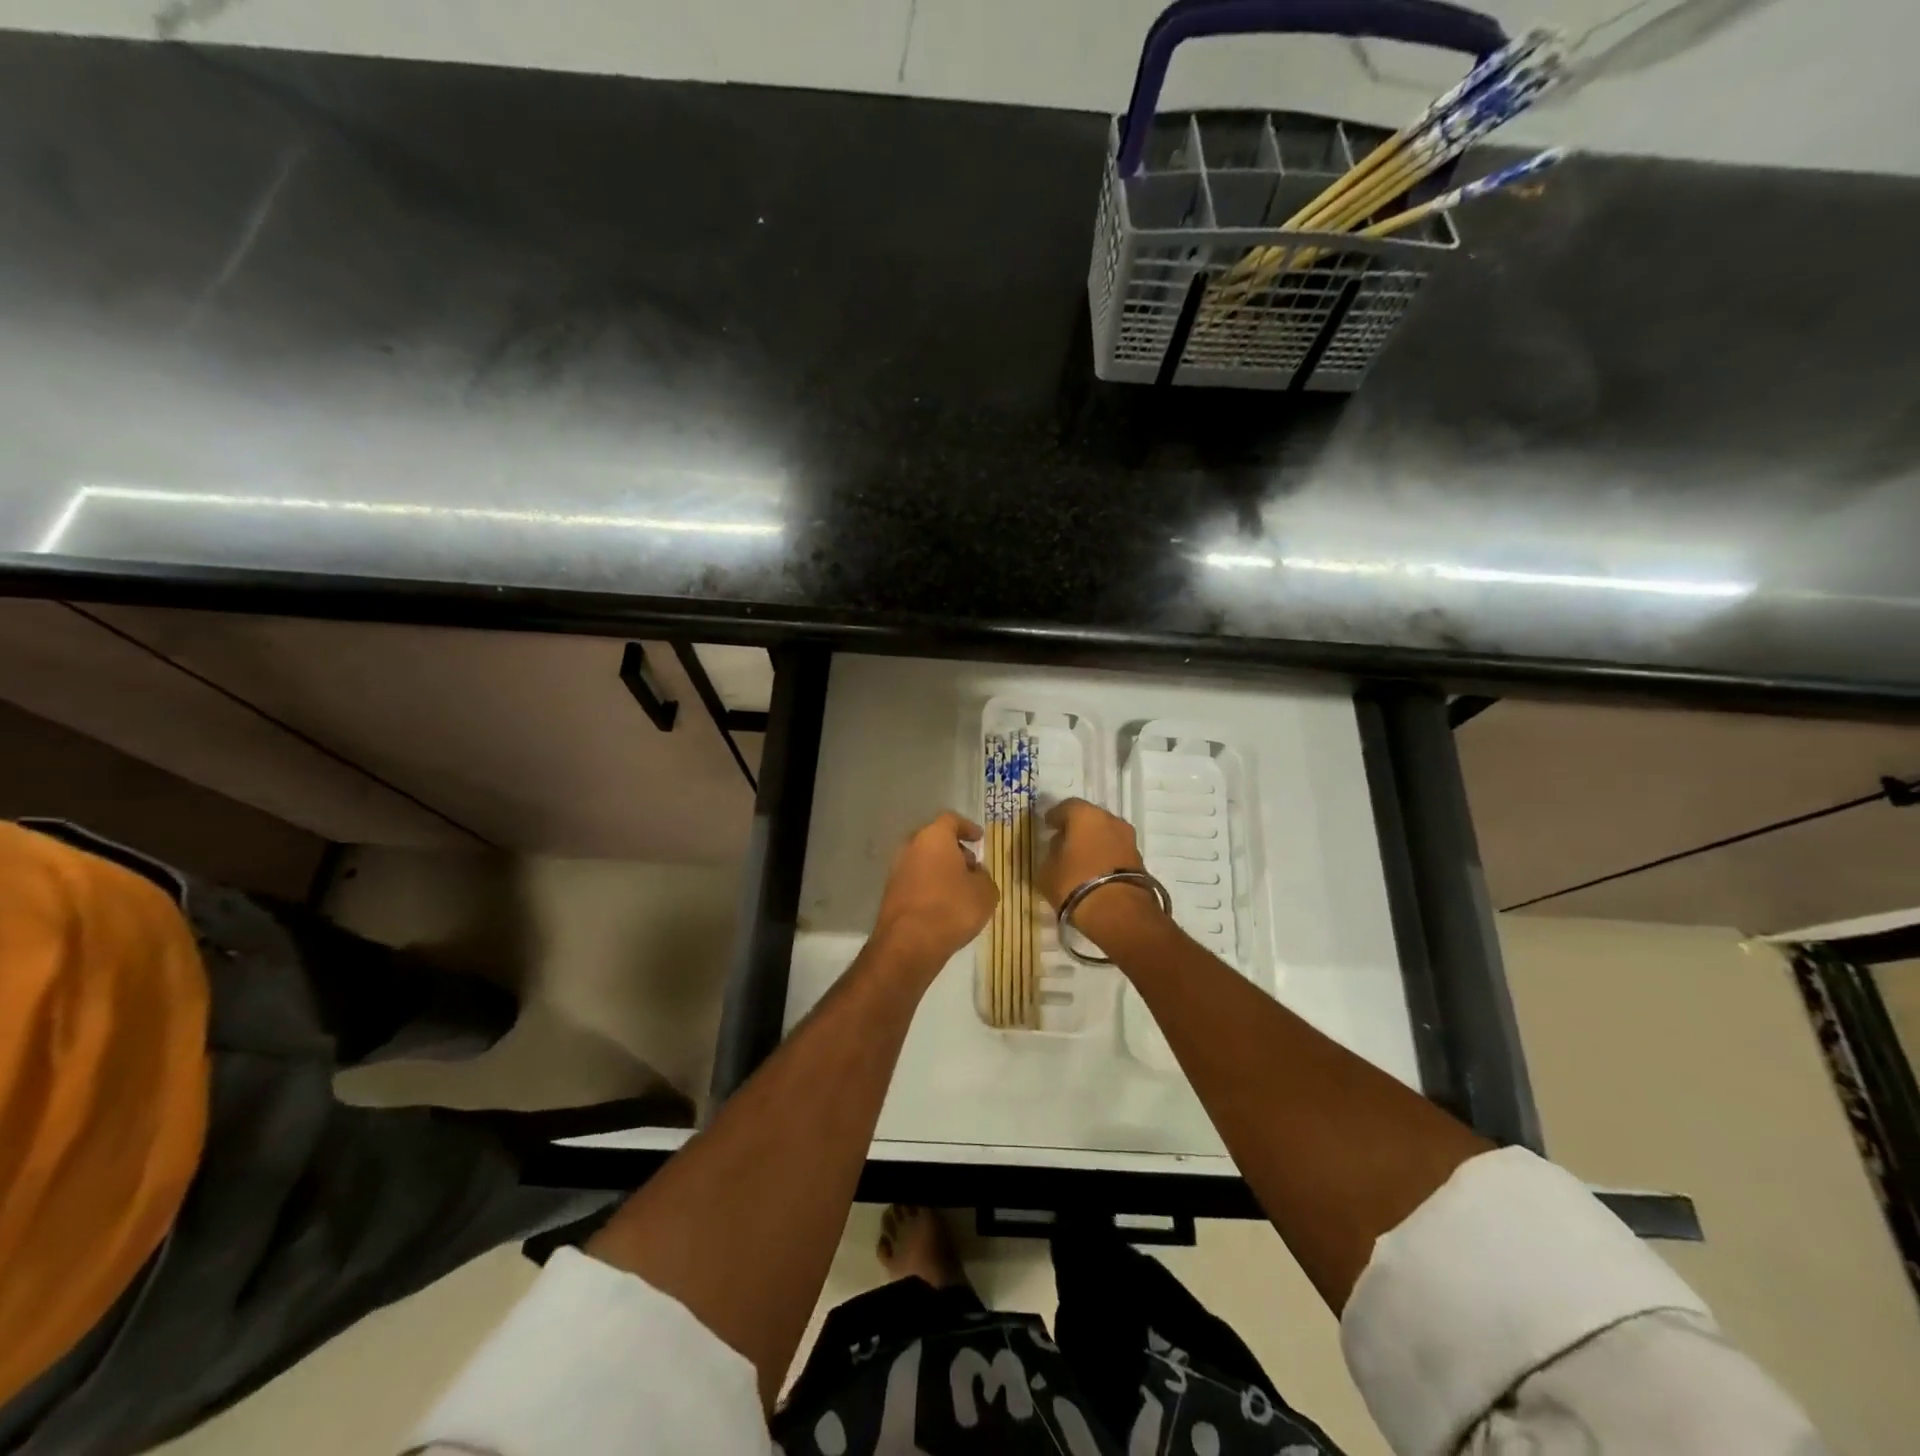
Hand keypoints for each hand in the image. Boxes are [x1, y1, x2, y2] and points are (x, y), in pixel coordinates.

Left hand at [871, 811, 998, 976]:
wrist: (909, 944)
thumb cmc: (952, 908)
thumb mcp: (985, 892)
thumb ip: (983, 876)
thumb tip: (974, 874)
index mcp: (934, 837)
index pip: (951, 820)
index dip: (967, 828)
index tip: (979, 838)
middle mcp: (911, 847)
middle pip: (935, 840)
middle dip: (954, 850)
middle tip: (971, 865)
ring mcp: (897, 870)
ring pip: (923, 861)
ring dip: (941, 870)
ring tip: (960, 889)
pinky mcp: (890, 893)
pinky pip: (915, 881)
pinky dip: (929, 886)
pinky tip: (943, 905)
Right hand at [1038, 798, 1167, 946]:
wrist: (1119, 912)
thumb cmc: (1075, 883)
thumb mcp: (1048, 871)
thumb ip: (1050, 855)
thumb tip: (1057, 849)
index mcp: (1085, 815)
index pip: (1066, 807)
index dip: (1055, 816)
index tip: (1047, 826)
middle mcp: (1110, 820)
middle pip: (1089, 818)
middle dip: (1076, 828)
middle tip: (1063, 841)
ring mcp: (1128, 839)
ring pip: (1105, 834)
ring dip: (1093, 842)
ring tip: (1078, 859)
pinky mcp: (1139, 859)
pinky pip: (1115, 850)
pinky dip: (1104, 856)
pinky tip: (1093, 870)